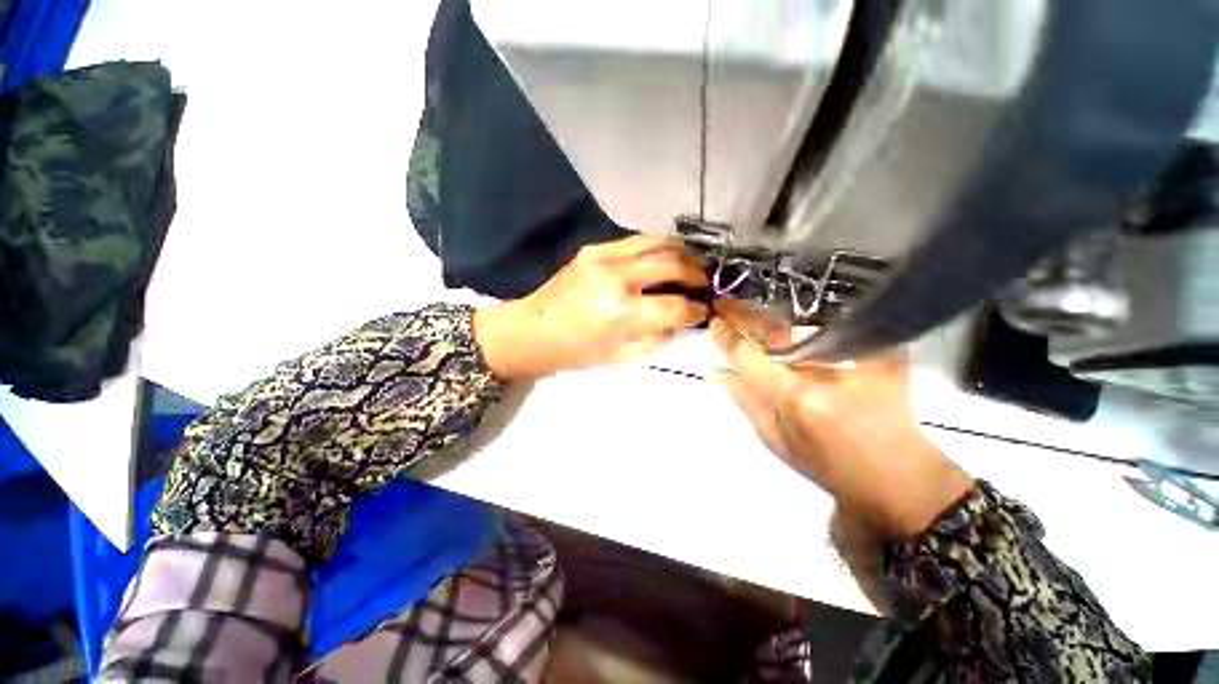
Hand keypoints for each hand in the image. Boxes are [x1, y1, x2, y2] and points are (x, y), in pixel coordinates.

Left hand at [475, 235, 708, 378]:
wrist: (533, 331)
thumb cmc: (576, 352)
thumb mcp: (621, 357)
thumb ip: (657, 337)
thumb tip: (682, 320)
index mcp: (622, 313)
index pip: (676, 306)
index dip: (696, 310)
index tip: (703, 311)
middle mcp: (617, 278)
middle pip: (674, 265)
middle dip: (697, 275)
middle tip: (704, 285)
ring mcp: (605, 257)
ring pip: (659, 243)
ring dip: (683, 254)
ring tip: (692, 266)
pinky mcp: (594, 248)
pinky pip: (637, 241)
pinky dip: (658, 249)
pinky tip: (663, 259)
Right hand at [710, 301, 974, 537]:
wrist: (900, 478)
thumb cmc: (831, 468)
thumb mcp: (777, 441)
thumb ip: (745, 401)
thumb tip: (718, 371)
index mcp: (796, 398)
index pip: (750, 356)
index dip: (727, 337)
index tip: (715, 322)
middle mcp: (825, 373)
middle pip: (777, 330)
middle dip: (748, 314)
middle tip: (728, 306)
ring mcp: (859, 359)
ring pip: (805, 325)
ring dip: (774, 315)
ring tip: (752, 310)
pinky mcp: (884, 354)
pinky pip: (836, 328)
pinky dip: (809, 322)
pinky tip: (792, 318)